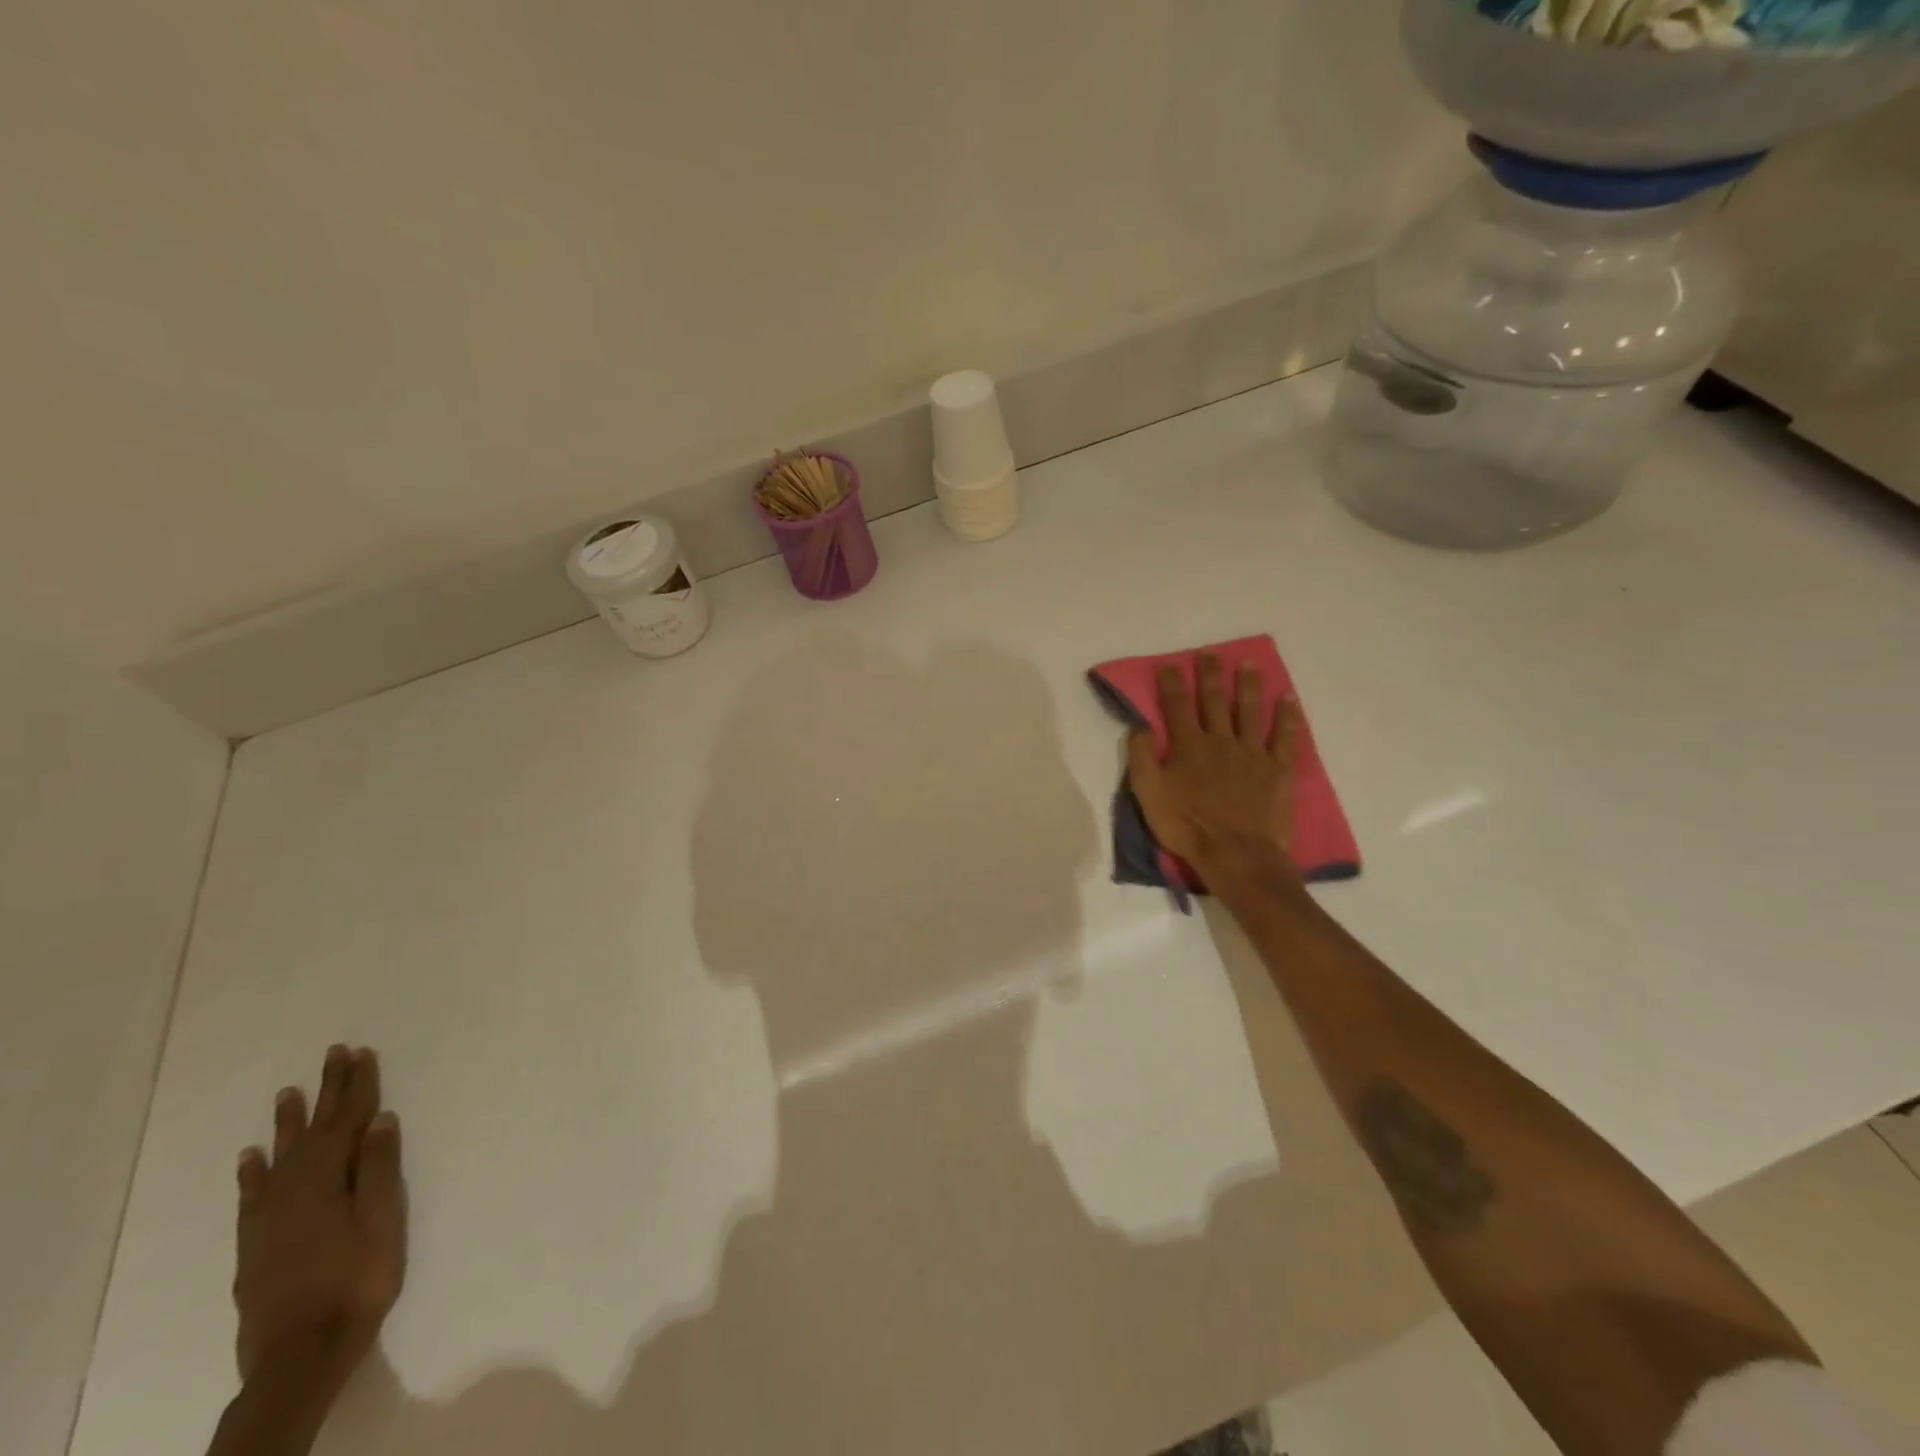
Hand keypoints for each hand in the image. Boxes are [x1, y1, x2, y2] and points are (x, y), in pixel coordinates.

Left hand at [234, 1046, 406, 1386]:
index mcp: (329, 1180)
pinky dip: (252, 1172)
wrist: (301, 1354)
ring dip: (289, 1122)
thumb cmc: (357, 1279)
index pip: (348, 1120)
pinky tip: (251, 1156)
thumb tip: (380, 1119)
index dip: (358, 1085)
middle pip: (316, 1130)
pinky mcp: (255, 1244)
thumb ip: (378, 1169)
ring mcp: (269, 1218)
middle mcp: (294, 1190)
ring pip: (281, 1156)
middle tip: (334, 1053)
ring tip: (289, 1092)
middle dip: (328, 1090)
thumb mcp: (383, 1221)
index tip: (361, 1052)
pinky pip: (252, 1196)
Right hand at [1126, 654, 1300, 880]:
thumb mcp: (1148, 795)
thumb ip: (1142, 758)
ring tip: (1248, 664)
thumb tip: (1139, 725)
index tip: (1168, 664)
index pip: (1176, 705)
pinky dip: (1286, 717)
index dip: (1171, 683)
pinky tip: (1288, 699)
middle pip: (1214, 700)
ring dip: (1248, 685)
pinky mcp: (1277, 769)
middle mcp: (1220, 740)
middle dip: (1210, 675)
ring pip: (1250, 710)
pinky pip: (1284, 737)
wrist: (1236, 855)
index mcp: (1188, 746)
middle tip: (1209, 654)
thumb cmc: (1186, 826)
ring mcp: (1251, 753)